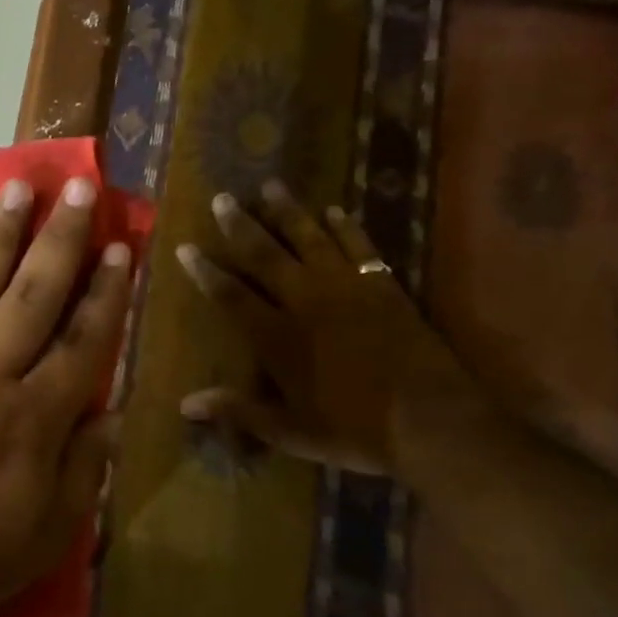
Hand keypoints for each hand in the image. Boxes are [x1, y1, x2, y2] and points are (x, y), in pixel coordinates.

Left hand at [0, 174, 132, 616]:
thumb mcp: (43, 536)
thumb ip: (83, 469)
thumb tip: (112, 412)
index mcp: (32, 418)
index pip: (83, 341)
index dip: (107, 292)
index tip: (121, 245)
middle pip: (33, 293)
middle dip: (61, 237)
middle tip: (79, 186)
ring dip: (1, 234)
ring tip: (18, 188)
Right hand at [175, 181, 478, 478]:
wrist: (432, 422)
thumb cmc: (355, 430)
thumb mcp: (290, 430)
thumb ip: (238, 411)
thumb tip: (185, 404)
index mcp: (278, 337)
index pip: (231, 295)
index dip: (206, 271)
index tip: (186, 247)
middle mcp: (306, 302)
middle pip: (266, 255)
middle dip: (240, 226)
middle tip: (223, 198)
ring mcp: (346, 289)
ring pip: (310, 239)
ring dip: (288, 212)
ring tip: (271, 186)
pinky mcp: (382, 287)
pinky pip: (359, 247)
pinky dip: (346, 227)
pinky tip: (334, 210)